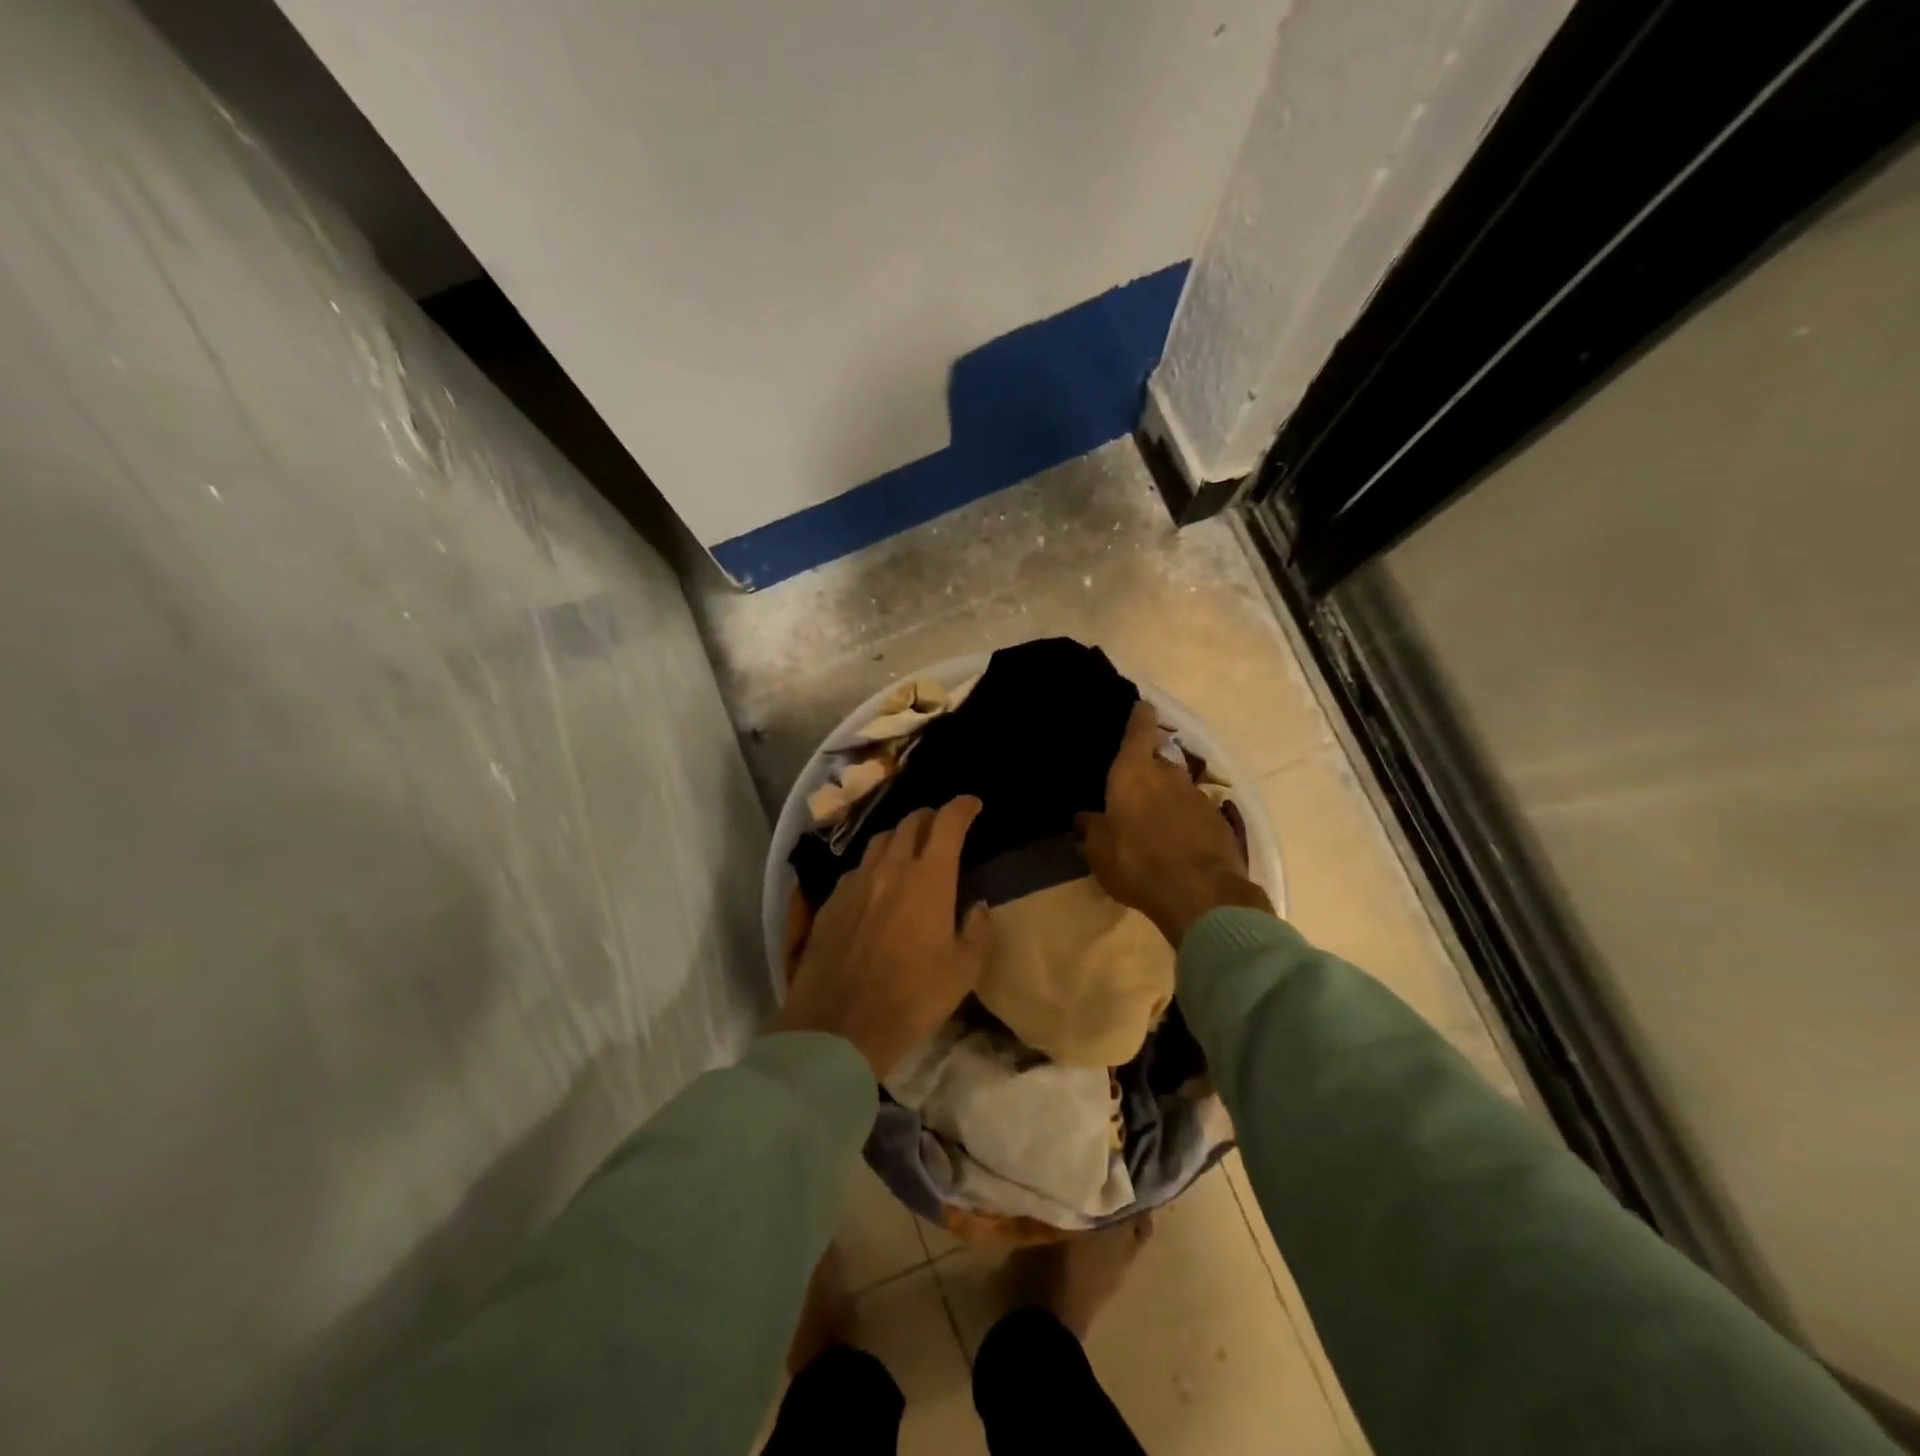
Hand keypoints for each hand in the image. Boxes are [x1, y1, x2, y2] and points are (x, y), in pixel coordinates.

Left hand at [776, 796, 992, 1079]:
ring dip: (899, 838)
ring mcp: (856, 882)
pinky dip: (874, 867)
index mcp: (929, 878)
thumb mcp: (963, 971)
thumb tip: (977, 906)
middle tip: (942, 827)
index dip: (962, 807)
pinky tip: (876, 886)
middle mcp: (891, 868)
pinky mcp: (831, 901)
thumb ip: (977, 930)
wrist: (839, 1026)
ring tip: (909, 850)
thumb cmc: (913, 998)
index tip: (972, 804)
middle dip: (930, 817)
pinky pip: (857, 869)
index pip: (948, 823)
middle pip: (910, 823)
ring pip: (880, 842)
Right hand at [1077, 701, 1271, 945]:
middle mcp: (1169, 775)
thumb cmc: (1138, 864)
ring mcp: (1198, 796)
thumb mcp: (1100, 851)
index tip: (1140, 706)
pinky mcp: (1219, 821)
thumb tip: (1085, 818)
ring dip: (1167, 797)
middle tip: (1133, 786)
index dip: (1139, 716)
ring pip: (1178, 787)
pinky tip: (1177, 841)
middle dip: (1148, 768)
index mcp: (1134, 773)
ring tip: (1154, 820)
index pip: (1139, 730)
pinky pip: (1195, 812)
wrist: (1201, 895)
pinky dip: (1185, 820)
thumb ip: (1091, 829)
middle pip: (1158, 760)